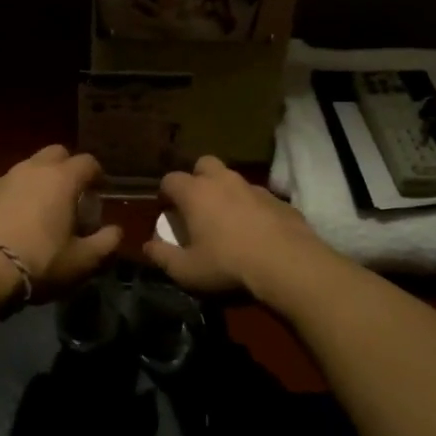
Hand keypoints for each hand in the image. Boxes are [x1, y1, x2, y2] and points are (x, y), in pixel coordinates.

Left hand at [0, 145, 121, 297]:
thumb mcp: (82, 261)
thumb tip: (115, 231)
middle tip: (71, 197)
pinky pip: (4, 189)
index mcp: (62, 179)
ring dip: (38, 184)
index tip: (99, 194)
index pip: (88, 162)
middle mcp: (31, 170)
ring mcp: (1, 180)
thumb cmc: (38, 262)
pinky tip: (12, 225)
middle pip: (56, 154)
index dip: (97, 176)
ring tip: (40, 213)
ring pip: (27, 170)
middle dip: (67, 169)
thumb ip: (106, 243)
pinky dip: (14, 199)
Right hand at [143, 155, 326, 297]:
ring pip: (233, 179)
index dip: (166, 193)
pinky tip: (256, 231)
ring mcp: (254, 187)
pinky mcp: (278, 200)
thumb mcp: (186, 270)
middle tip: (197, 205)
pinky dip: (252, 208)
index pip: (171, 179)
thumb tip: (148, 246)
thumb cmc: (227, 265)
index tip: (167, 211)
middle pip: (204, 164)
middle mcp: (223, 181)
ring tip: (227, 220)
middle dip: (197, 179)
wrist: (287, 264)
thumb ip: (162, 256)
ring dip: (226, 193)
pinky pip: (258, 197)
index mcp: (195, 193)